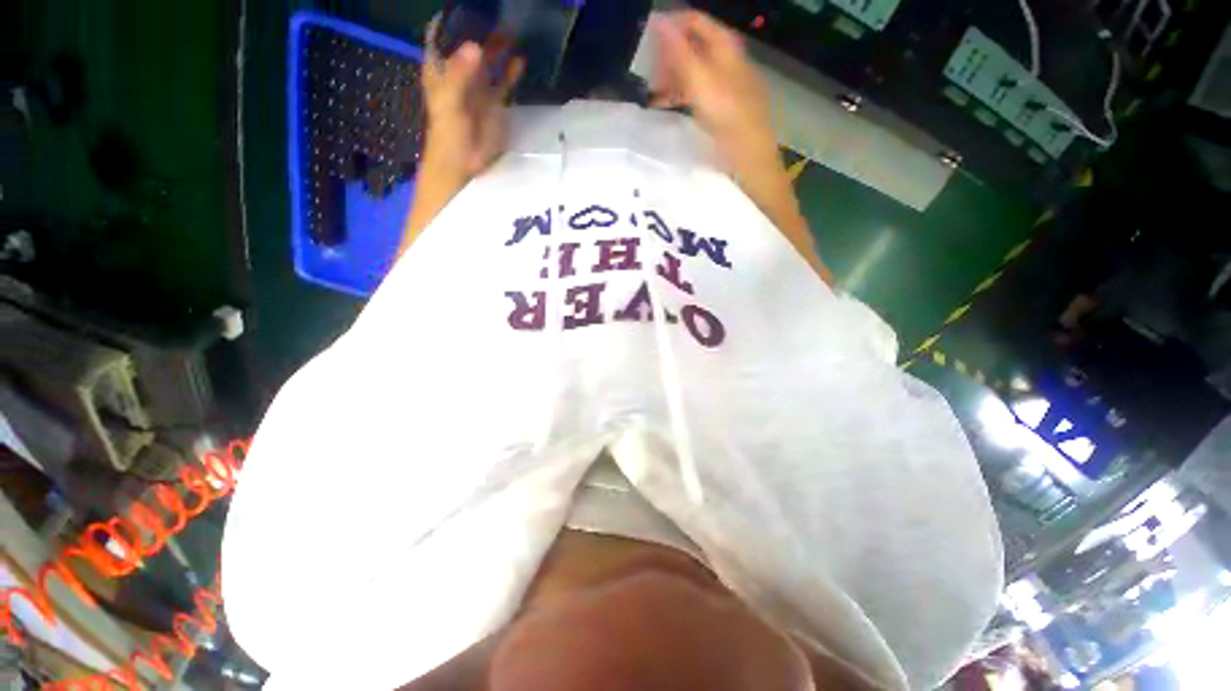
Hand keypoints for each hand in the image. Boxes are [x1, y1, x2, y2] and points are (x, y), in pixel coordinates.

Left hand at [421, 21, 523, 179]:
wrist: (463, 164)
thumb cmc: (447, 133)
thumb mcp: (449, 102)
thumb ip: (460, 75)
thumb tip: (476, 48)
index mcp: (440, 68)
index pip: (442, 34)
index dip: (453, 20)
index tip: (468, 7)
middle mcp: (459, 73)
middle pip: (469, 44)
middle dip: (482, 29)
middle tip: (500, 12)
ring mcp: (478, 87)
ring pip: (489, 60)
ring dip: (499, 47)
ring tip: (514, 30)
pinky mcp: (494, 103)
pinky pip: (504, 82)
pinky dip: (512, 71)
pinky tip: (521, 59)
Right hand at [651, 11, 777, 175]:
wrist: (747, 151)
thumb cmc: (726, 113)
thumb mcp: (700, 80)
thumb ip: (678, 51)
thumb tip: (658, 21)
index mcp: (724, 45)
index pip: (693, 21)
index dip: (670, 25)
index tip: (646, 39)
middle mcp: (724, 59)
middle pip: (692, 45)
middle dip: (668, 56)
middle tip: (649, 72)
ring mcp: (723, 82)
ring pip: (692, 70)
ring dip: (671, 78)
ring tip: (654, 92)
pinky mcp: (720, 105)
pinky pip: (696, 91)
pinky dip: (680, 94)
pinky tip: (666, 105)